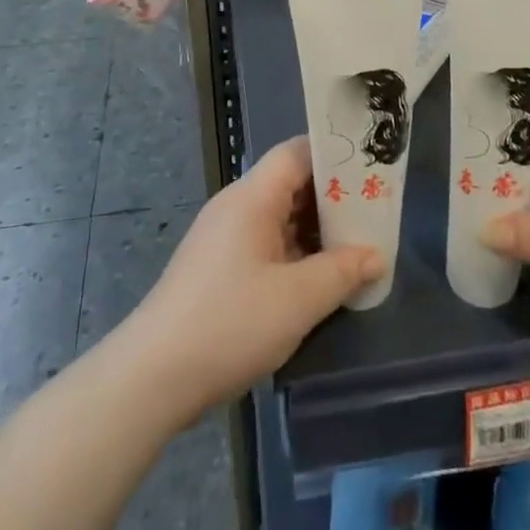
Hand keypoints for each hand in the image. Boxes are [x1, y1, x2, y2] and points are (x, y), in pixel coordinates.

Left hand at [123, 137, 381, 423]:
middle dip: (332, 199)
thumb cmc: (230, 324)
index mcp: (252, 197)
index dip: (335, 157)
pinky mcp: (218, 268)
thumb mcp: (298, 299)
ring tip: (357, 247)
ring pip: (279, 217)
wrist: (153, 377)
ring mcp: (224, 238)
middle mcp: (236, 207)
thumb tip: (376, 255)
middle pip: (290, 183)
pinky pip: (265, 244)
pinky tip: (319, 279)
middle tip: (374, 215)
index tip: (371, 171)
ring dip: (315, 231)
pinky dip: (295, 253)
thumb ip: (342, 272)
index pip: (297, 153)